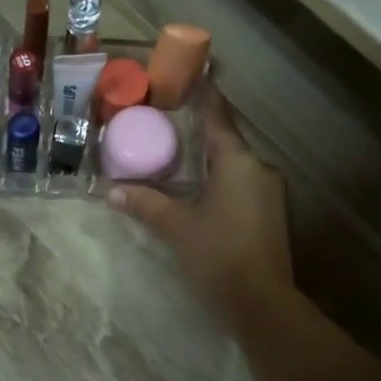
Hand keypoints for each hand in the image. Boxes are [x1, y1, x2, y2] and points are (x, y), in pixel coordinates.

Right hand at [109, 90, 292, 324]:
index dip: (202, 94)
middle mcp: (258, 168)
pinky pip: (239, 183)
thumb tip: (110, 190)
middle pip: (224, 139)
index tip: (187, 76)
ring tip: (174, 153)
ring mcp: (268, 192)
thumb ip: (144, 203)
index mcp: (238, 161)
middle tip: (164, 121)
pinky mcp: (269, 214)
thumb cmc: (218, 255)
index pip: (217, 116)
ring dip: (206, 158)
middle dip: (197, 130)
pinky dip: (217, 178)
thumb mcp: (175, 227)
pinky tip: (195, 188)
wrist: (263, 304)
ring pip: (233, 164)